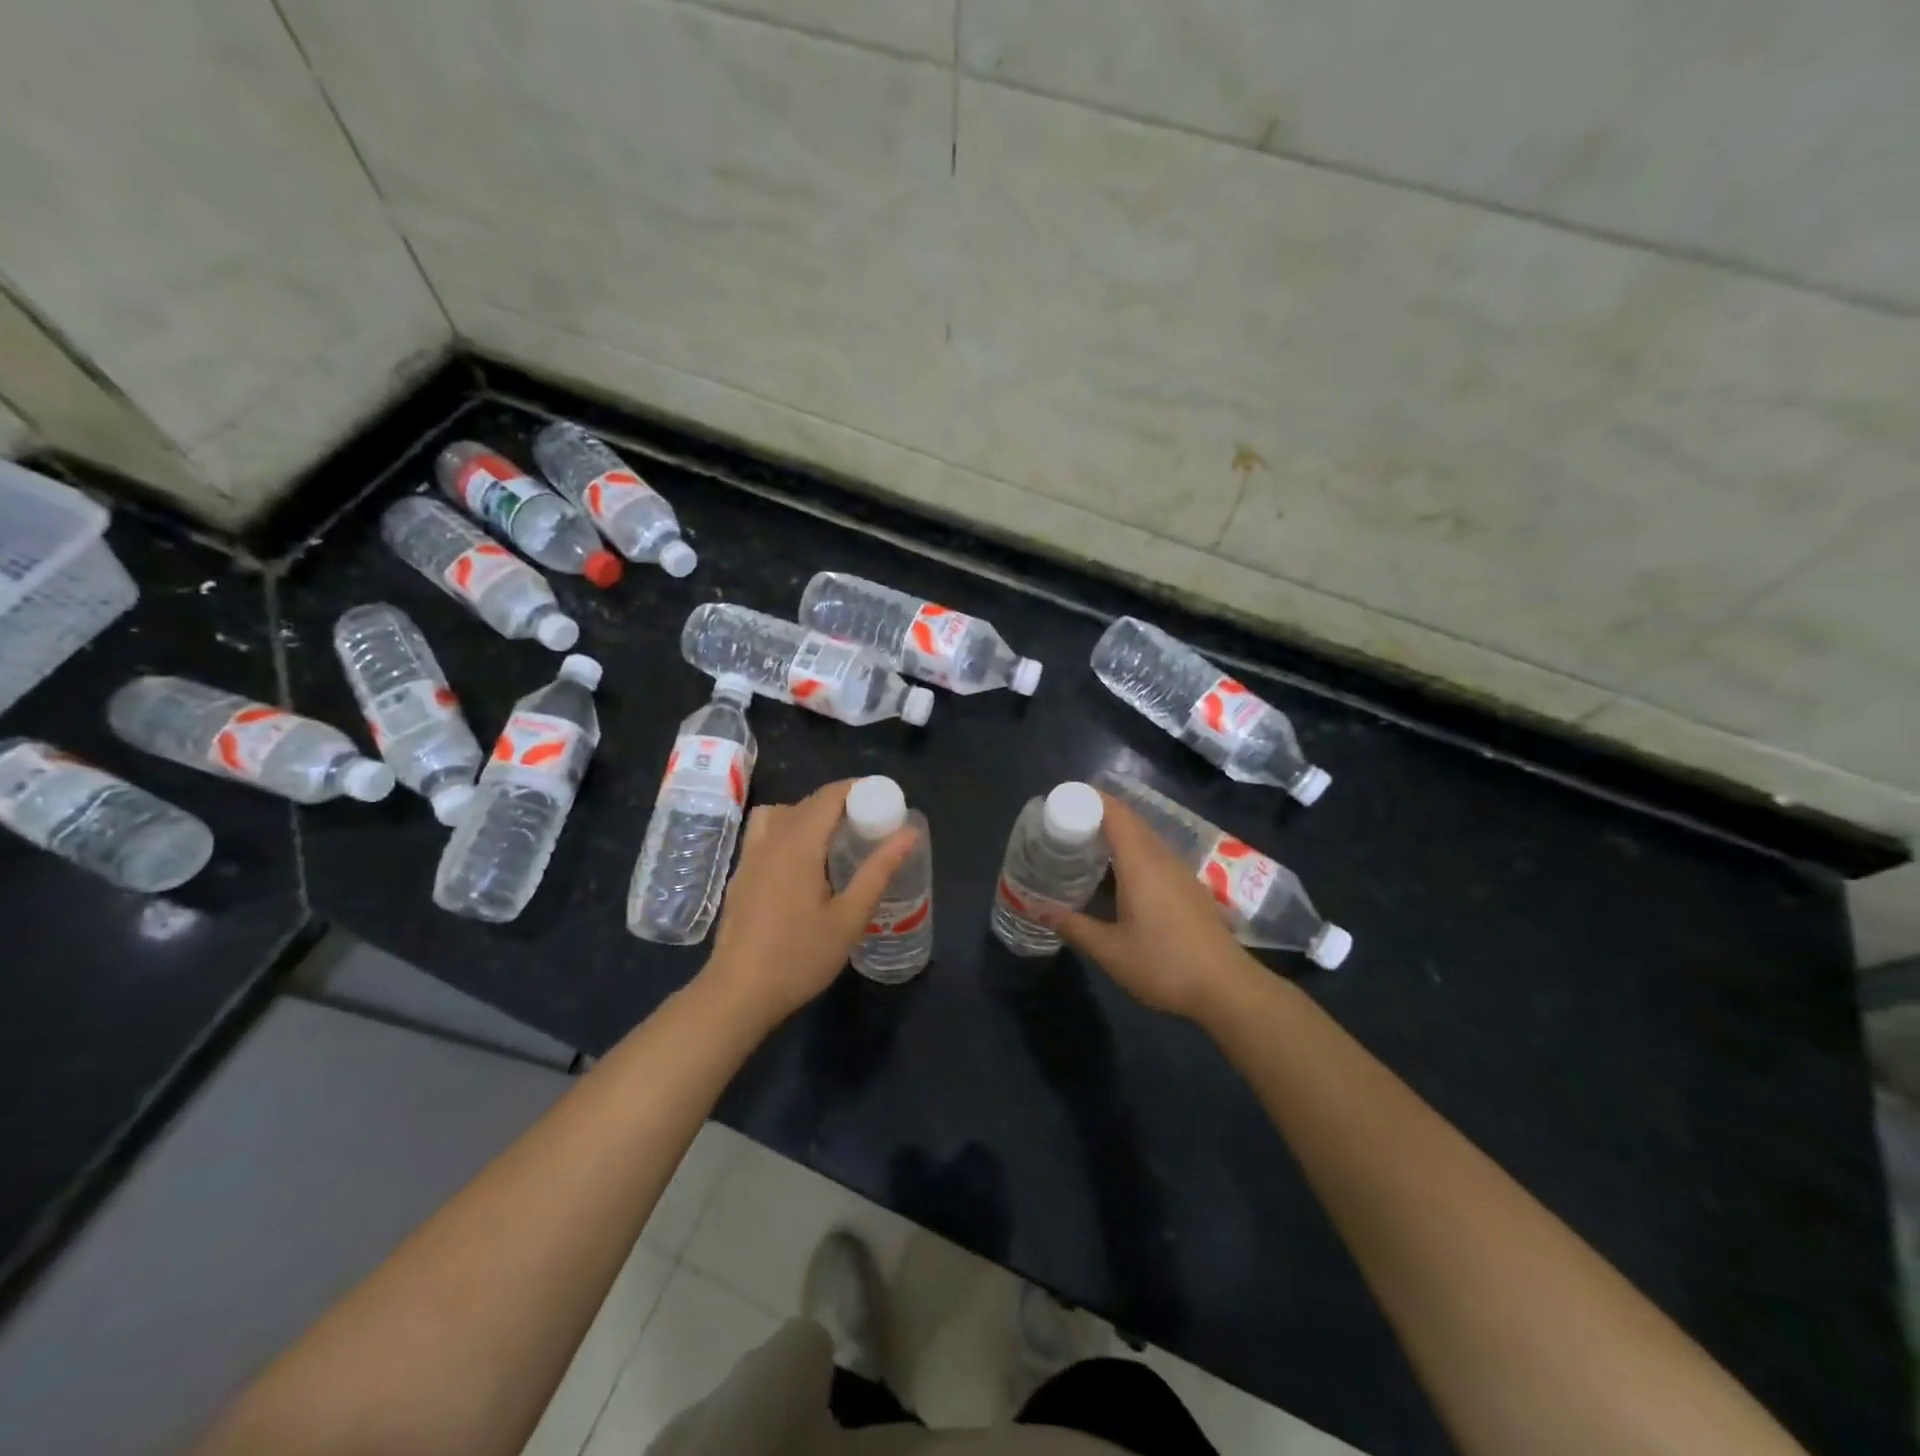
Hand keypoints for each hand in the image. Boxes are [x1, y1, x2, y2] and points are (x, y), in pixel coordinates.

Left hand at [700, 779, 917, 1026]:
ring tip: (833, 840)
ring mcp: (750, 857)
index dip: (858, 788)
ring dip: (809, 815)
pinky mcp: (741, 876)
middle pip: (807, 802)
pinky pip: (765, 834)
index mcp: (798, 844)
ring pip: (780, 814)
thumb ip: (879, 871)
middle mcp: (771, 840)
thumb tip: (909, 833)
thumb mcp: (849, 917)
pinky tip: (803, 866)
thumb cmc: (799, 957)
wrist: (738, 994)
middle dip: (840, 803)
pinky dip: (788, 832)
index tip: (885, 799)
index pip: (829, 795)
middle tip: (870, 823)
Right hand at [1041, 792, 1257, 1023]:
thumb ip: (1073, 927)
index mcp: (1141, 863)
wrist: (1228, 989)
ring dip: (1116, 833)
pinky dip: (1132, 852)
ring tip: (1085, 845)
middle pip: (1129, 820)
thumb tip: (1039, 911)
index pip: (1114, 813)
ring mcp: (1181, 872)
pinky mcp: (1190, 888)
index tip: (1061, 799)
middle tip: (1064, 824)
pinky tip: (1118, 876)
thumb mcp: (1110, 951)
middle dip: (1097, 814)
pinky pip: (1156, 855)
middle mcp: (1162, 858)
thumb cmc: (1165, 965)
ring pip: (1145, 838)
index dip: (1089, 799)